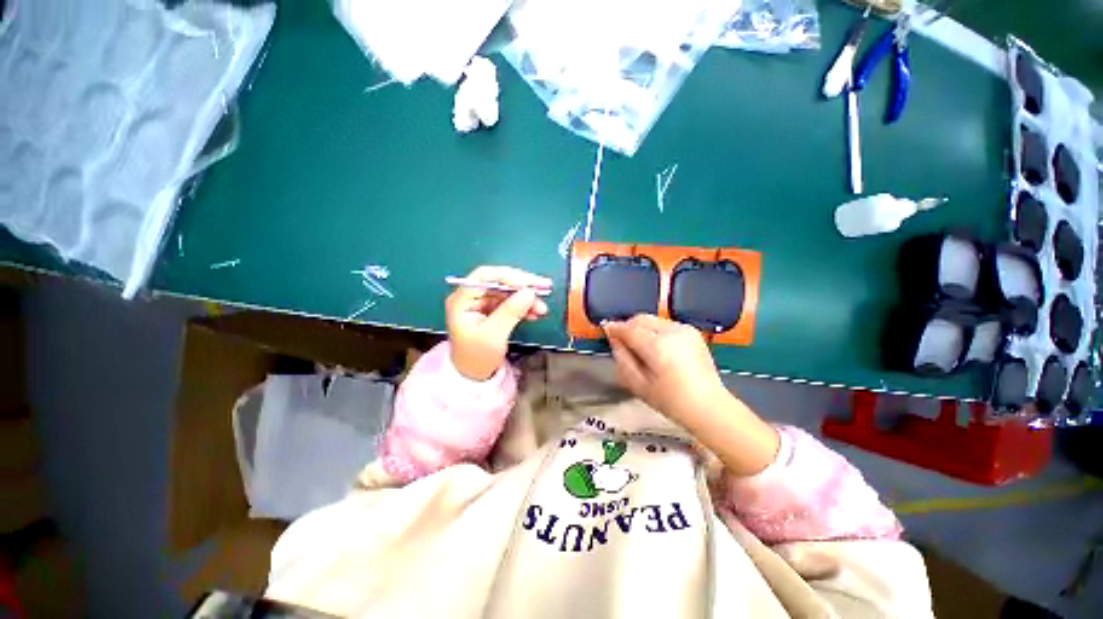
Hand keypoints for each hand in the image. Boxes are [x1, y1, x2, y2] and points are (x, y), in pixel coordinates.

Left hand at [446, 266, 550, 380]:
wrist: (474, 376)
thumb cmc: (477, 357)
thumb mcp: (493, 335)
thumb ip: (510, 312)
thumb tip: (529, 292)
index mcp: (462, 299)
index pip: (485, 276)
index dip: (508, 276)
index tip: (529, 284)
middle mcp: (472, 297)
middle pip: (499, 281)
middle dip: (523, 285)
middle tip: (545, 287)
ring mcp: (483, 303)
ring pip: (508, 292)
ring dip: (526, 297)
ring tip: (542, 308)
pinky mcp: (493, 310)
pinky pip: (510, 302)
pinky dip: (524, 306)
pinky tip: (536, 312)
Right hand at [604, 314, 778, 475]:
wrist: (708, 406)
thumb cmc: (671, 401)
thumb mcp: (638, 384)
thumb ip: (622, 358)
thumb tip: (614, 339)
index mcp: (657, 346)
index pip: (629, 329)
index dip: (615, 328)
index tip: (605, 329)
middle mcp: (671, 331)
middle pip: (641, 319)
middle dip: (628, 326)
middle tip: (622, 341)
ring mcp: (684, 329)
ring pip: (653, 320)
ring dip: (642, 329)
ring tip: (641, 347)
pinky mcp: (692, 332)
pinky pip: (666, 324)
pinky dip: (656, 331)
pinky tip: (658, 349)